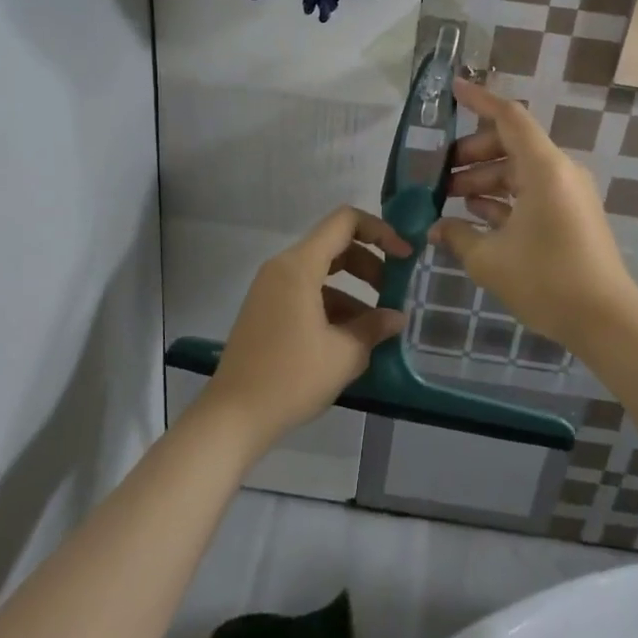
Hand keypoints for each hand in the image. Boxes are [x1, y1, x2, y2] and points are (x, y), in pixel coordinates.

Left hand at [203, 206, 411, 449]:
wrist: (234, 416)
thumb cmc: (291, 378)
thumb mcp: (344, 354)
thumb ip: (374, 328)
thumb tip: (396, 317)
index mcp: (299, 266)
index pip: (345, 222)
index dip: (380, 231)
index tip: (404, 257)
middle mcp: (281, 268)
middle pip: (334, 246)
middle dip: (370, 265)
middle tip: (394, 293)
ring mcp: (270, 290)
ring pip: (321, 273)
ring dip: (353, 291)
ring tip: (377, 327)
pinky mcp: (266, 311)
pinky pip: (306, 293)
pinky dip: (332, 306)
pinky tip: (350, 340)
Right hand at [434, 78, 637, 351]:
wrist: (605, 320)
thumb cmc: (546, 280)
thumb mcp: (489, 259)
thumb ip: (457, 236)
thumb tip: (434, 228)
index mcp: (544, 168)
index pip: (509, 117)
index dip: (479, 100)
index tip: (451, 89)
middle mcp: (559, 172)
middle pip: (510, 144)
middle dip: (471, 154)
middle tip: (438, 174)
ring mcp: (568, 193)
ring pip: (519, 171)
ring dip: (484, 179)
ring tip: (449, 199)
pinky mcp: (570, 215)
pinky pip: (531, 193)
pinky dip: (503, 198)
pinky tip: (476, 216)